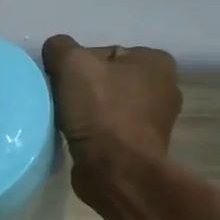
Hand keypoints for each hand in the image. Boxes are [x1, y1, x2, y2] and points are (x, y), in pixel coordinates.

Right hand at [41, 35, 181, 194]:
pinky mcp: (142, 147)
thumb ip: (60, 48)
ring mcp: (155, 120)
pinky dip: (93, 133)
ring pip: (106, 105)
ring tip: (67, 122)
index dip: (76, 66)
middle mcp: (164, 87)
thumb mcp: (72, 65)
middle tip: (61, 102)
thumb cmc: (101, 112)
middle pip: (105, 79)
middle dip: (82, 89)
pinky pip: (109, 130)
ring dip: (85, 113)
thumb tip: (55, 50)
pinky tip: (79, 139)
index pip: (103, 53)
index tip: (62, 83)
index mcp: (156, 61)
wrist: (116, 171)